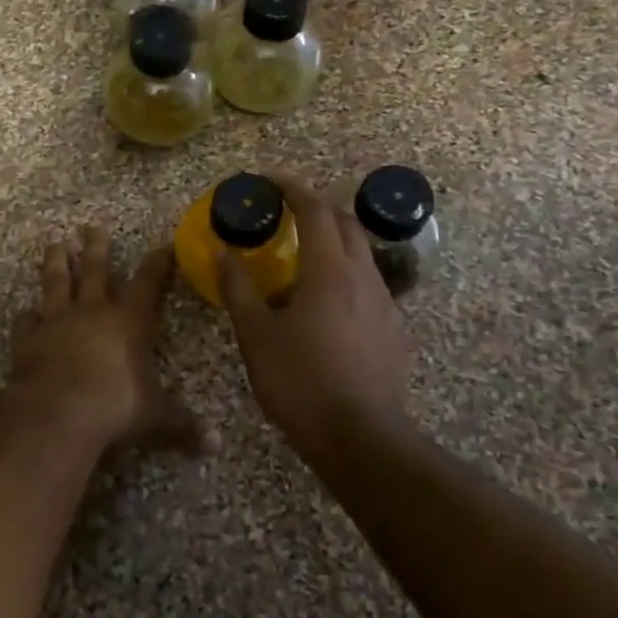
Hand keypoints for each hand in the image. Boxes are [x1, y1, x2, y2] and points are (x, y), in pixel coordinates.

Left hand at [5, 227, 195, 452]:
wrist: (59, 410)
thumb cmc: (116, 406)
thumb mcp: (156, 417)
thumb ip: (182, 425)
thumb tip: (214, 446)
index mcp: (129, 321)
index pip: (148, 283)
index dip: (158, 264)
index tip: (162, 246)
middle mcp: (93, 311)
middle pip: (96, 270)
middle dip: (96, 247)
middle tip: (90, 226)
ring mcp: (57, 321)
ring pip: (56, 283)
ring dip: (56, 263)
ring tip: (54, 244)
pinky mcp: (28, 338)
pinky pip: (26, 321)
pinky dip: (26, 316)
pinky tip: (25, 312)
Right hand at [216, 177, 413, 460]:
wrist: (361, 438)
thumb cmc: (300, 381)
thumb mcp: (255, 335)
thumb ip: (238, 289)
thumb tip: (223, 253)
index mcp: (329, 270)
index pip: (314, 209)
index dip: (291, 187)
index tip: (268, 180)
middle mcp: (363, 276)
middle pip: (346, 222)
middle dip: (316, 206)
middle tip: (285, 211)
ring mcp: (385, 303)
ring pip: (361, 253)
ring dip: (333, 240)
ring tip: (302, 256)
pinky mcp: (394, 329)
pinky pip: (369, 284)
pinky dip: (345, 273)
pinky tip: (326, 302)